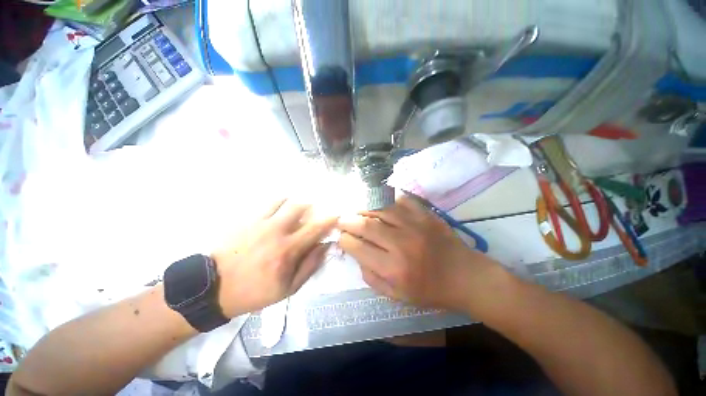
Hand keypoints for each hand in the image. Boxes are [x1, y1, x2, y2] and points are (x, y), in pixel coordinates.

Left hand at [213, 199, 336, 316]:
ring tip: (295, 212)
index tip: (336, 216)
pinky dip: (279, 203)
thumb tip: (325, 247)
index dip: (329, 220)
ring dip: (295, 203)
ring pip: (284, 200)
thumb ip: (310, 266)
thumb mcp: (288, 288)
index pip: (315, 228)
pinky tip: (279, 211)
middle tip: (313, 213)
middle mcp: (276, 231)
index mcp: (288, 250)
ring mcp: (260, 222)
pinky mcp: (247, 219)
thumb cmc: (255, 291)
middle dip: (312, 207)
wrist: (215, 287)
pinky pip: (267, 203)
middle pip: (300, 206)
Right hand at [338, 195, 502, 311]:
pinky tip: (379, 202)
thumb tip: (356, 254)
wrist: (465, 277)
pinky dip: (387, 198)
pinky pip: (401, 199)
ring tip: (357, 210)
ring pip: (380, 208)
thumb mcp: (397, 296)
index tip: (341, 237)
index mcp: (393, 268)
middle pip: (365, 224)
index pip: (357, 247)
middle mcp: (401, 244)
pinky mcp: (426, 215)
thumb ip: (371, 277)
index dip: (344, 240)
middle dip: (348, 220)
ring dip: (364, 207)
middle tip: (342, 219)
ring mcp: (415, 225)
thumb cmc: (430, 290)